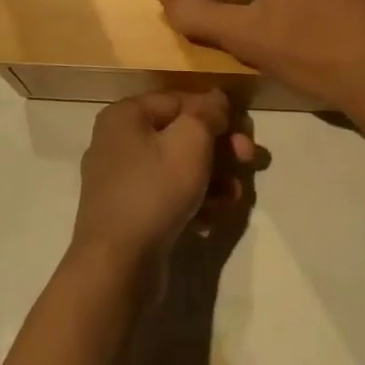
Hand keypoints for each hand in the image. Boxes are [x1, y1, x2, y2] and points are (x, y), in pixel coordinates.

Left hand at [71, 91, 255, 274]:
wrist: (117, 265)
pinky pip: (167, 195)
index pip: (179, 100)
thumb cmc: (154, 191)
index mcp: (125, 115)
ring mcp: (121, 180)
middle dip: (219, 148)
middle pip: (179, 134)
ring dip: (212, 178)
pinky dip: (192, 202)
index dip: (215, 113)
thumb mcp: (190, 142)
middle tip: (248, 160)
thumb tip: (216, 98)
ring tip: (234, 197)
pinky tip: (210, 220)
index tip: (244, 132)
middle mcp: (117, 141)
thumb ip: (207, 114)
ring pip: (177, 167)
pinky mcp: (129, 213)